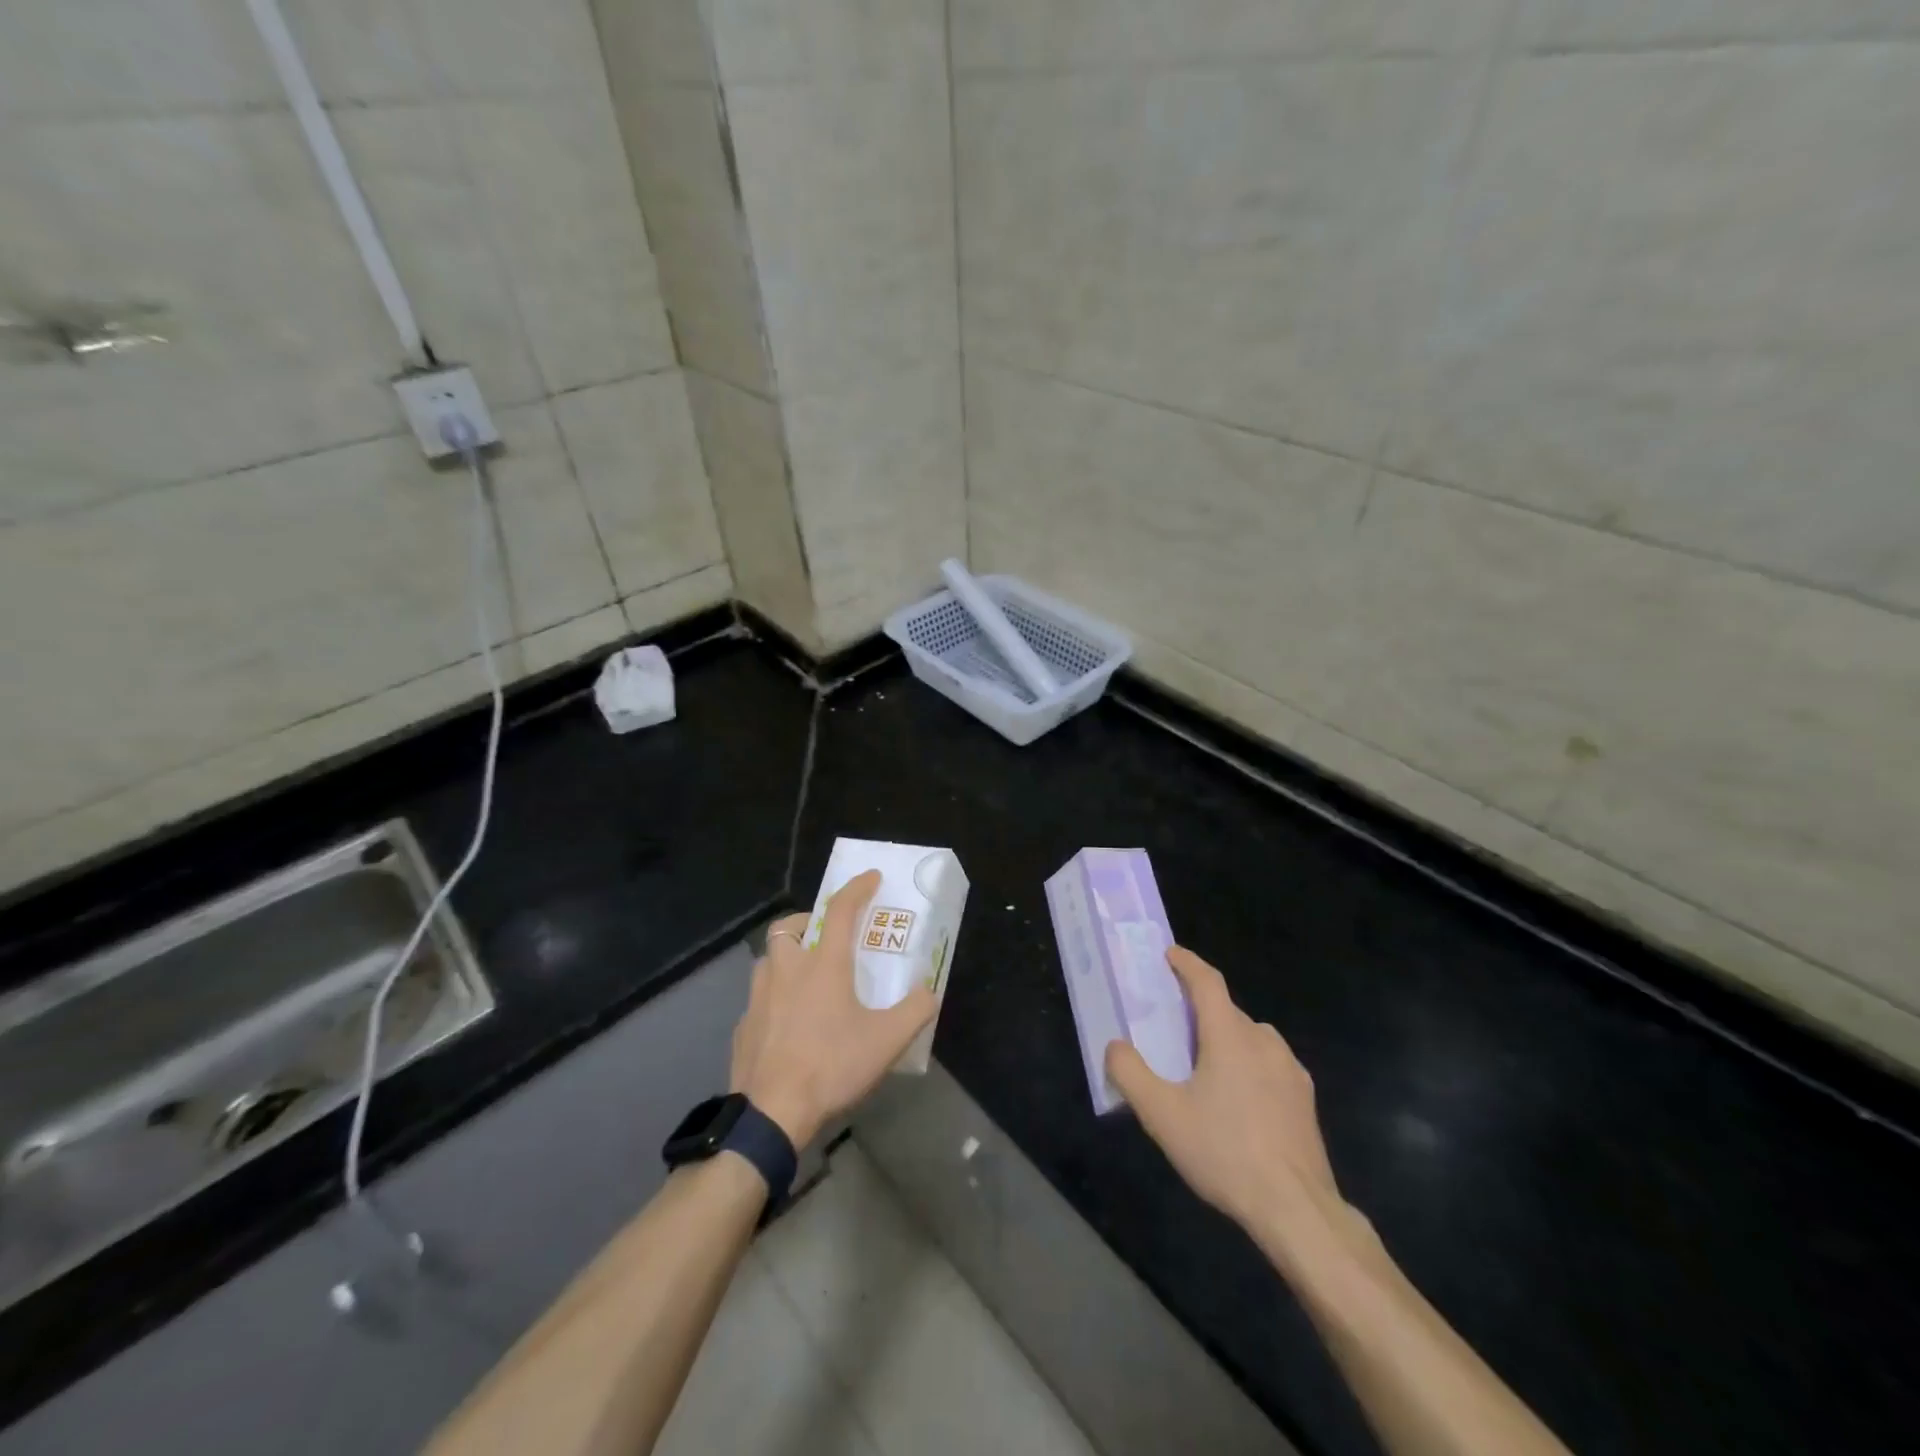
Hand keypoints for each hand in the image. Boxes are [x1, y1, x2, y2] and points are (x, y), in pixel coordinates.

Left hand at [730, 870, 938, 1147]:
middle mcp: (786, 971)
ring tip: (804, 978)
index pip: (839, 911)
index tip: (870, 877)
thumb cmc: (832, 1066)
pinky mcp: (743, 1026)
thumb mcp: (887, 1041)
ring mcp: (758, 998)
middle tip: (823, 936)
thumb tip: (928, 990)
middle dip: (805, 922)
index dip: (856, 888)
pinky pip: (757, 999)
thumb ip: (915, 1009)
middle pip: (787, 928)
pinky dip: (773, 998)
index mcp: (823, 965)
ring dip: (786, 958)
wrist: (771, 1113)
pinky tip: (786, 1023)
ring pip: (768, 961)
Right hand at [1106, 947, 1347, 1262]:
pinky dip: (1247, 1064)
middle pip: (1226, 1011)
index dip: (1186, 963)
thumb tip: (1115, 1045)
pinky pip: (1268, 1064)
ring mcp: (1290, 1069)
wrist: (1297, 1209)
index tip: (1169, 954)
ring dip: (1225, 1038)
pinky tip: (1237, 1100)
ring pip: (1249, 1037)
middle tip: (1172, 1027)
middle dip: (1199, 1010)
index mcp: (1229, 1035)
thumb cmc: (1225, 1152)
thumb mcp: (1162, 1115)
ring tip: (1202, 1067)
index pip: (1207, 982)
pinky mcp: (1304, 1098)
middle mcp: (1263, 1040)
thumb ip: (1130, 1073)